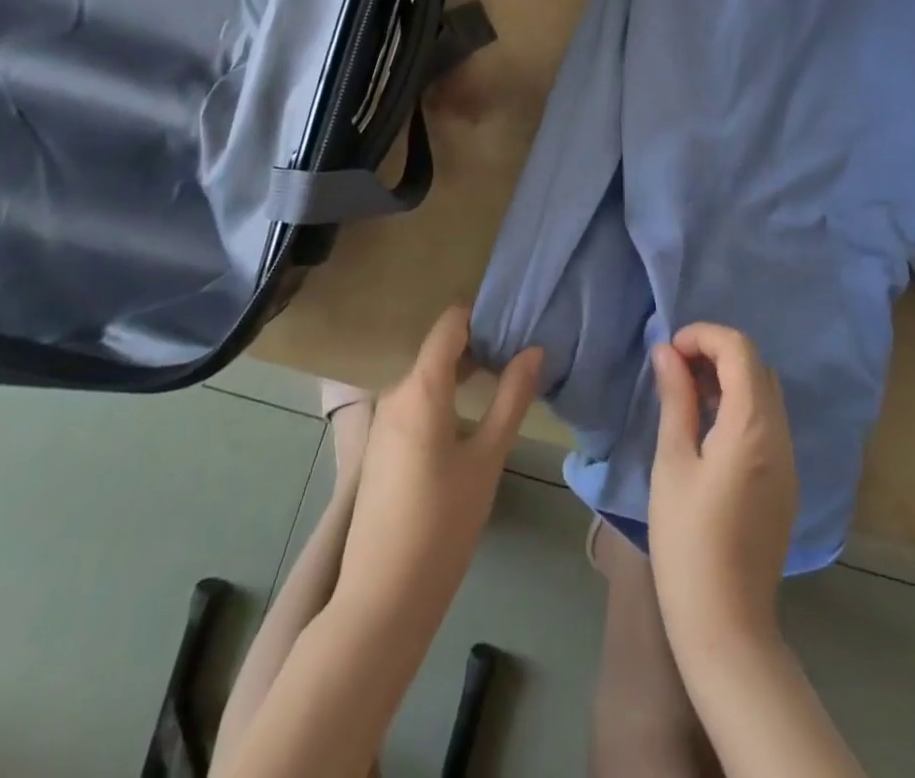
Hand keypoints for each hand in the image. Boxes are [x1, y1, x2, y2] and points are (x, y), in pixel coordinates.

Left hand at [334, 308, 542, 633]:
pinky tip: (470, 418)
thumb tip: (533, 350)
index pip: (450, 324)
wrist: (381, 599)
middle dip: (479, 345)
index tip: (515, 322)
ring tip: (502, 382)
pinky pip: (415, 403)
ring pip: (427, 377)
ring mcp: (383, 422)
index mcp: (420, 388)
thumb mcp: (487, 458)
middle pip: (439, 350)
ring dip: (462, 373)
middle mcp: (395, 394)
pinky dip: (444, 397)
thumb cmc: (442, 523)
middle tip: (520, 354)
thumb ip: (511, 398)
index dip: (482, 315)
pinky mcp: (381, 447)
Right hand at [647, 323, 799, 659]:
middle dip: (717, 354)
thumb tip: (667, 353)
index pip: (740, 350)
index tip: (670, 352)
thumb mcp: (672, 462)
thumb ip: (675, 400)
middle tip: (676, 371)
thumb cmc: (688, 540)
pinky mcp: (786, 482)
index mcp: (752, 426)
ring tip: (687, 396)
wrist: (726, 623)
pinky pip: (768, 423)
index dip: (704, 337)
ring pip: (766, 394)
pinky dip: (741, 408)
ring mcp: (788, 460)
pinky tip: (708, 430)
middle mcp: (780, 435)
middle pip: (757, 367)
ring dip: (729, 379)